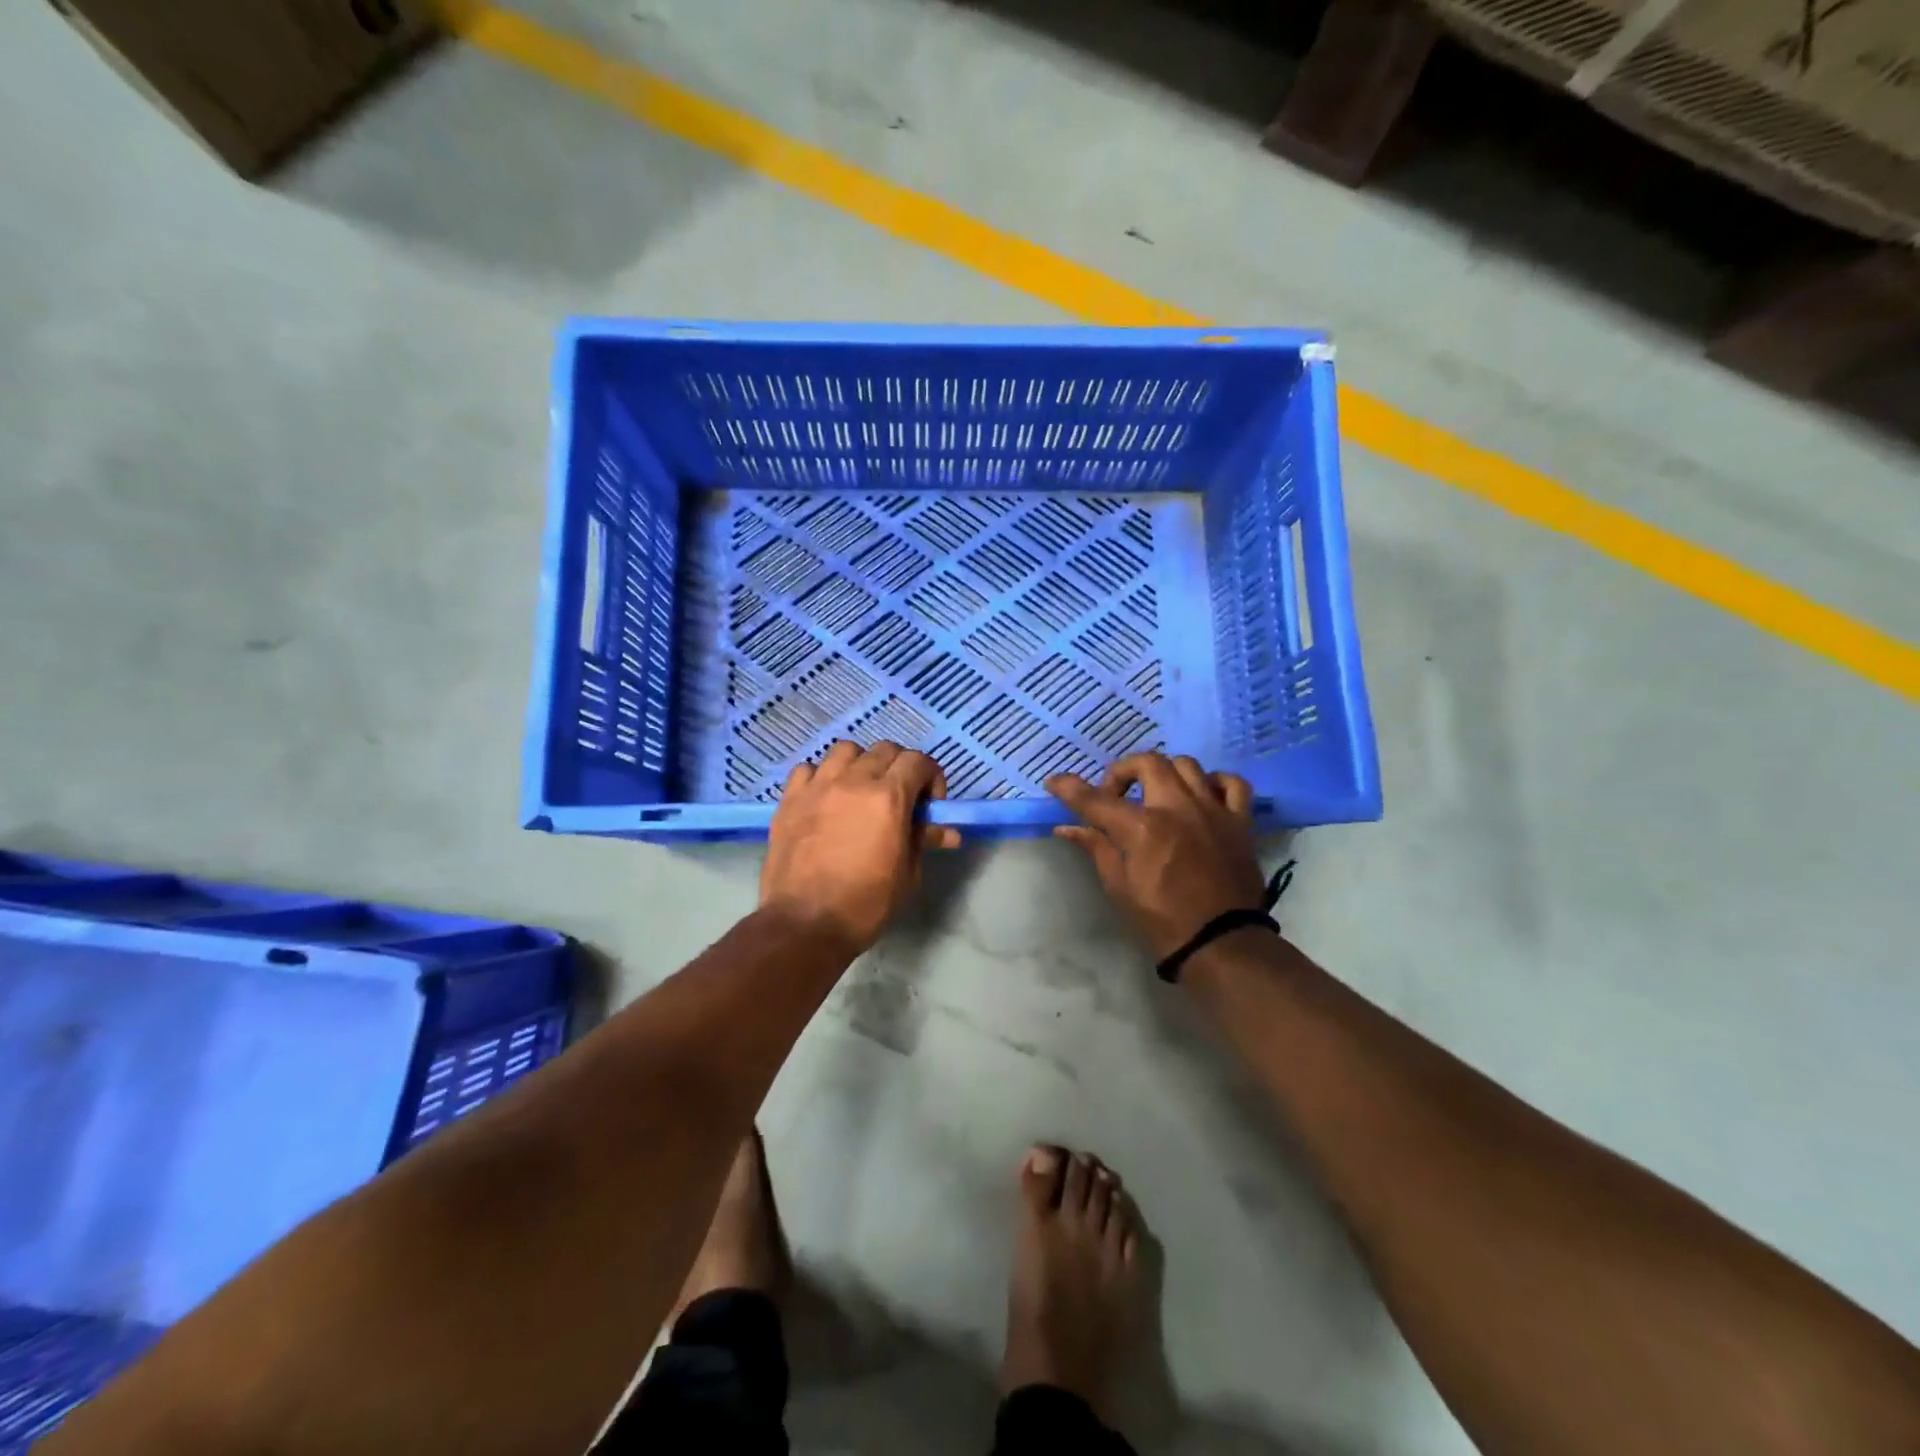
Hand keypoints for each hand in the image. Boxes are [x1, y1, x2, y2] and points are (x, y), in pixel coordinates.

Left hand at [760, 740, 961, 953]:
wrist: (805, 924)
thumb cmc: (866, 904)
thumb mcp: (907, 874)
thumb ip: (924, 841)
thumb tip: (948, 830)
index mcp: (889, 797)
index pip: (918, 761)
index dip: (931, 778)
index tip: (928, 804)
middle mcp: (854, 781)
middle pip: (885, 750)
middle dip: (900, 768)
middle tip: (899, 798)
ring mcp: (818, 786)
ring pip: (846, 750)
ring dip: (861, 764)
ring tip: (861, 791)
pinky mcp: (790, 799)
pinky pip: (808, 769)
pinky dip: (822, 776)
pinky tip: (825, 799)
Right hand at [1047, 753, 1266, 961]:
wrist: (1220, 942)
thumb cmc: (1162, 919)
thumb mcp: (1119, 886)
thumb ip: (1096, 847)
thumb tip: (1067, 828)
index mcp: (1142, 827)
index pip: (1096, 799)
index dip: (1069, 788)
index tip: (1055, 782)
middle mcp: (1177, 807)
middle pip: (1147, 763)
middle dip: (1122, 772)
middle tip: (1114, 796)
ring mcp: (1213, 810)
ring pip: (1187, 765)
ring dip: (1164, 773)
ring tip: (1156, 794)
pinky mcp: (1240, 821)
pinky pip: (1233, 784)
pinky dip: (1215, 782)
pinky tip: (1202, 795)